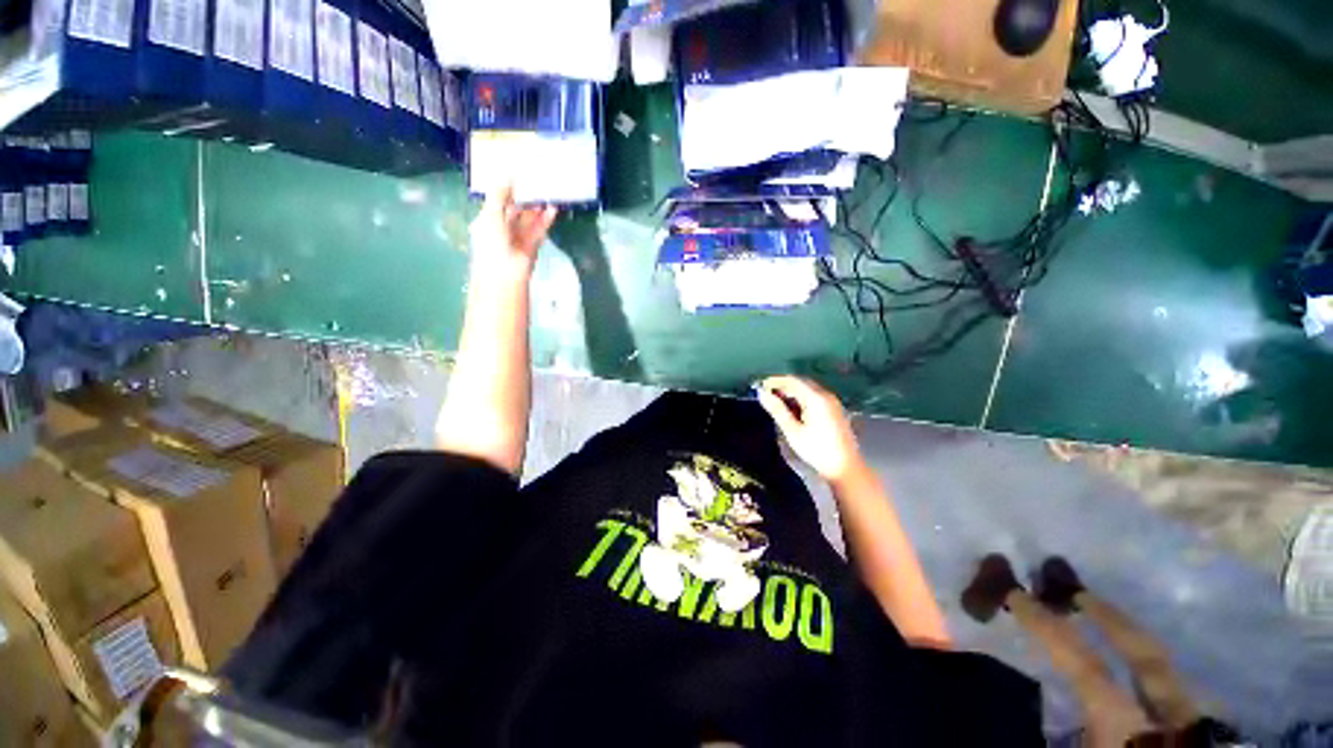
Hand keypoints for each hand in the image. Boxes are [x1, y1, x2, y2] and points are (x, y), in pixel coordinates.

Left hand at [468, 184, 557, 281]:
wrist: (504, 275)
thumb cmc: (492, 244)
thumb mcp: (491, 215)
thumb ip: (500, 195)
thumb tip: (507, 174)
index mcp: (487, 220)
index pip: (498, 201)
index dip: (508, 189)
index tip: (520, 175)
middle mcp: (502, 228)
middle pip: (515, 210)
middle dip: (525, 198)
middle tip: (538, 182)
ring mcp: (518, 238)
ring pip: (529, 219)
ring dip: (537, 208)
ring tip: (548, 194)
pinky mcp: (532, 246)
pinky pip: (538, 230)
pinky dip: (545, 220)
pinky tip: (552, 210)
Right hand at [756, 375, 864, 483]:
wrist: (845, 468)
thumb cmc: (816, 450)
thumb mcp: (792, 431)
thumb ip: (777, 409)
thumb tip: (761, 393)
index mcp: (816, 398)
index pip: (792, 381)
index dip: (774, 381)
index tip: (760, 387)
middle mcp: (826, 395)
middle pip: (801, 382)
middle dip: (783, 386)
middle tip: (767, 395)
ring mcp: (832, 401)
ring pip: (808, 388)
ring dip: (792, 392)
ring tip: (777, 403)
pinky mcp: (835, 409)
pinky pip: (815, 396)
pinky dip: (802, 397)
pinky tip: (794, 409)